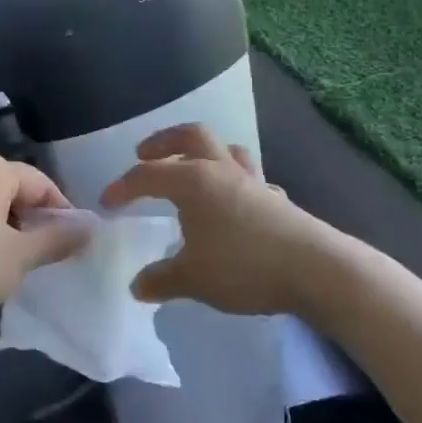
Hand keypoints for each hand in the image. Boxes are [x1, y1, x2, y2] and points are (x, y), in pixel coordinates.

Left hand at [0, 153, 90, 335]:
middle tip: (46, 257)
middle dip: (33, 222)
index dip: (62, 214)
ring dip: (8, 231)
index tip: (73, 246)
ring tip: (17, 264)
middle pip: (14, 192)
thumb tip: (90, 227)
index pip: (42, 184)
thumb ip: (58, 239)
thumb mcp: (20, 256)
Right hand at [101, 125, 323, 315]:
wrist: (315, 270)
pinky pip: (250, 178)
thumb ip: (161, 279)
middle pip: (191, 136)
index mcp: (193, 181)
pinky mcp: (276, 199)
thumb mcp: (192, 278)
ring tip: (191, 169)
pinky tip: (233, 203)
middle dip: (164, 141)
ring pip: (226, 150)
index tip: (106, 203)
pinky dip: (234, 182)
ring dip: (204, 153)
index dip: (123, 187)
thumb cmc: (243, 266)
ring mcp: (252, 182)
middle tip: (145, 154)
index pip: (147, 175)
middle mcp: (221, 171)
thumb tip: (137, 286)